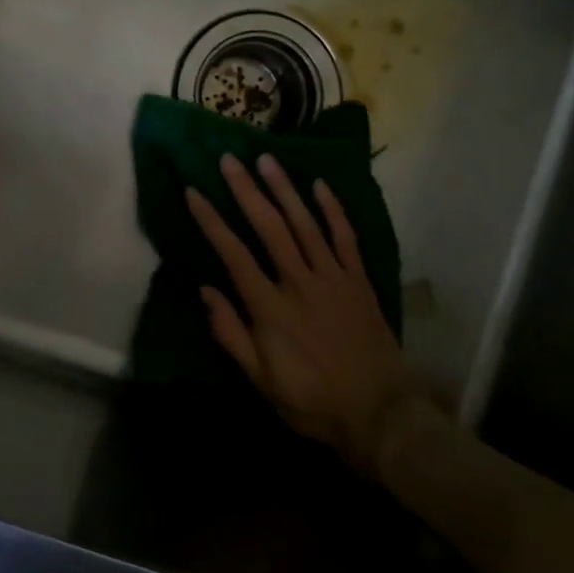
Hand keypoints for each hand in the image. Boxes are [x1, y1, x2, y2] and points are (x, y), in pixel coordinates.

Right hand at [186, 154, 433, 470]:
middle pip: (269, 227)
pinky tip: (320, 185)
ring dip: (285, 189)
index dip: (211, 221)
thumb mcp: (261, 380)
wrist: (380, 413)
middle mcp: (300, 283)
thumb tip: (205, 290)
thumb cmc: (312, 401)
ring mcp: (334, 278)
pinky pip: (345, 237)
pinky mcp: (359, 280)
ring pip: (306, 224)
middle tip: (229, 159)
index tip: (193, 191)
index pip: (233, 254)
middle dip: (246, 191)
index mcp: (270, 308)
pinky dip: (333, 210)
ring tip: (267, 159)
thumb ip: (230, 334)